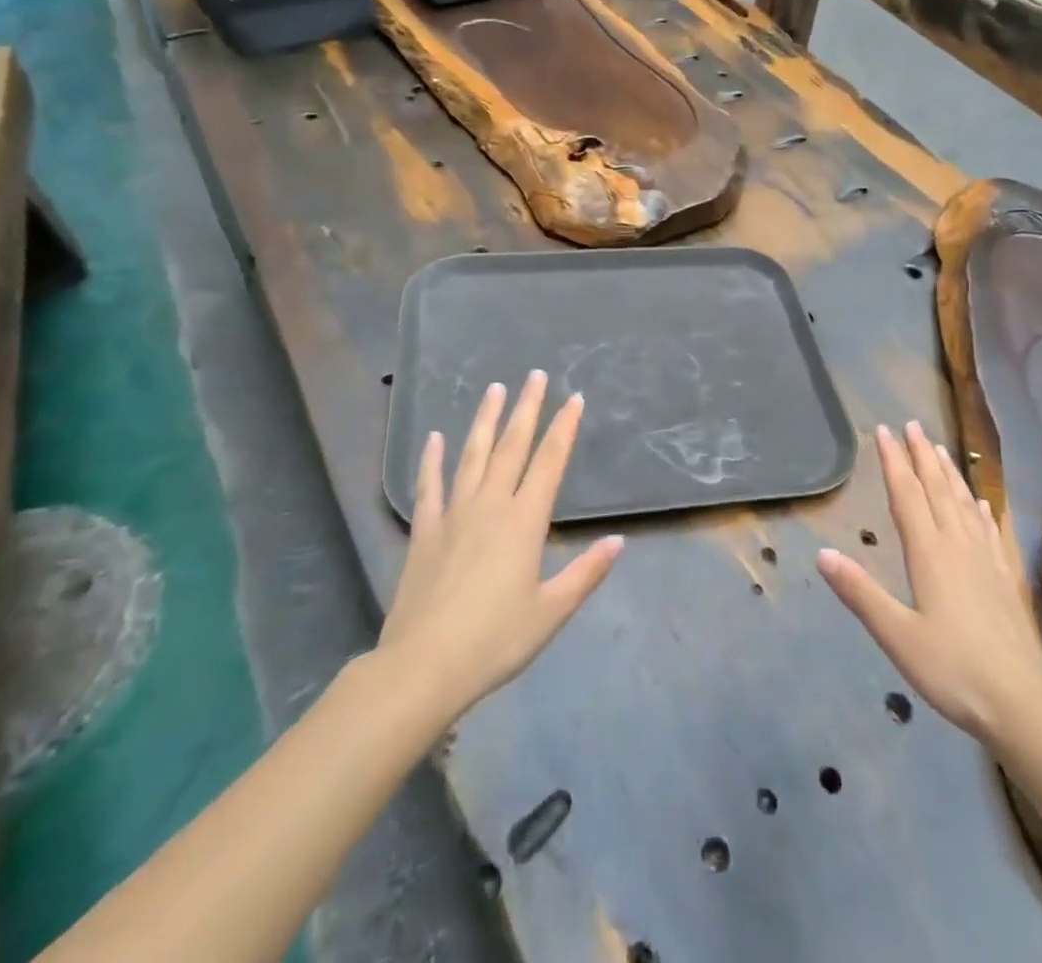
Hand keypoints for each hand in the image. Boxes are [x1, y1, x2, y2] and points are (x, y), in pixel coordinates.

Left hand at [374, 371, 622, 724]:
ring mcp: (454, 514)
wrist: (423, 667)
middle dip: (526, 408)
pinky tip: (435, 438)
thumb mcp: (552, 611)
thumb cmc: (495, 640)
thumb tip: (618, 540)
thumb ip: (586, 573)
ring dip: (485, 420)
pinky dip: (432, 460)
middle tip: (535, 375)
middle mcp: (491, 505)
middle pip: (512, 446)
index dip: (563, 427)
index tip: (573, 398)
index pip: (550, 462)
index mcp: (525, 521)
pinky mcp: (425, 531)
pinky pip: (430, 486)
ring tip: (494, 389)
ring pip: (473, 455)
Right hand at [818, 421, 1041, 744]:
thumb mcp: (897, 636)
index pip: (907, 495)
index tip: (884, 431)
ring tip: (941, 449)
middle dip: (922, 455)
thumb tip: (822, 553)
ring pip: (964, 503)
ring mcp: (985, 560)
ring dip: (950, 473)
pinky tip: (982, 503)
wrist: (1022, 705)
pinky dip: (981, 509)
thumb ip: (860, 593)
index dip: (894, 461)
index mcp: (930, 554)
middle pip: (937, 489)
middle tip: (912, 424)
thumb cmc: (953, 671)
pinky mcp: (1004, 578)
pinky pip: (989, 531)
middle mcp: (958, 546)